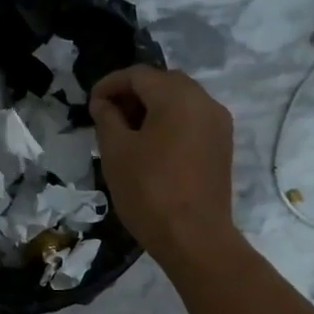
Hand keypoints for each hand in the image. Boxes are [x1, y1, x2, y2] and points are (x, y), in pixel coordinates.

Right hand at [87, 66, 237, 263]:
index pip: (138, 75)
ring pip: (180, 101)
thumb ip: (107, 118)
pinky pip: (193, 120)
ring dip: (152, 108)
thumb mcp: (116, 153)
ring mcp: (219, 124)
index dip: (110, 85)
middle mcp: (204, 101)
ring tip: (127, 133)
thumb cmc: (149, 192)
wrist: (195, 238)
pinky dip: (170, 123)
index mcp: (178, 96)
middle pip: (163, 82)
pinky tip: (152, 146)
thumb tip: (104, 103)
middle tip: (108, 117)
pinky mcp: (222, 146)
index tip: (91, 105)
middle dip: (133, 94)